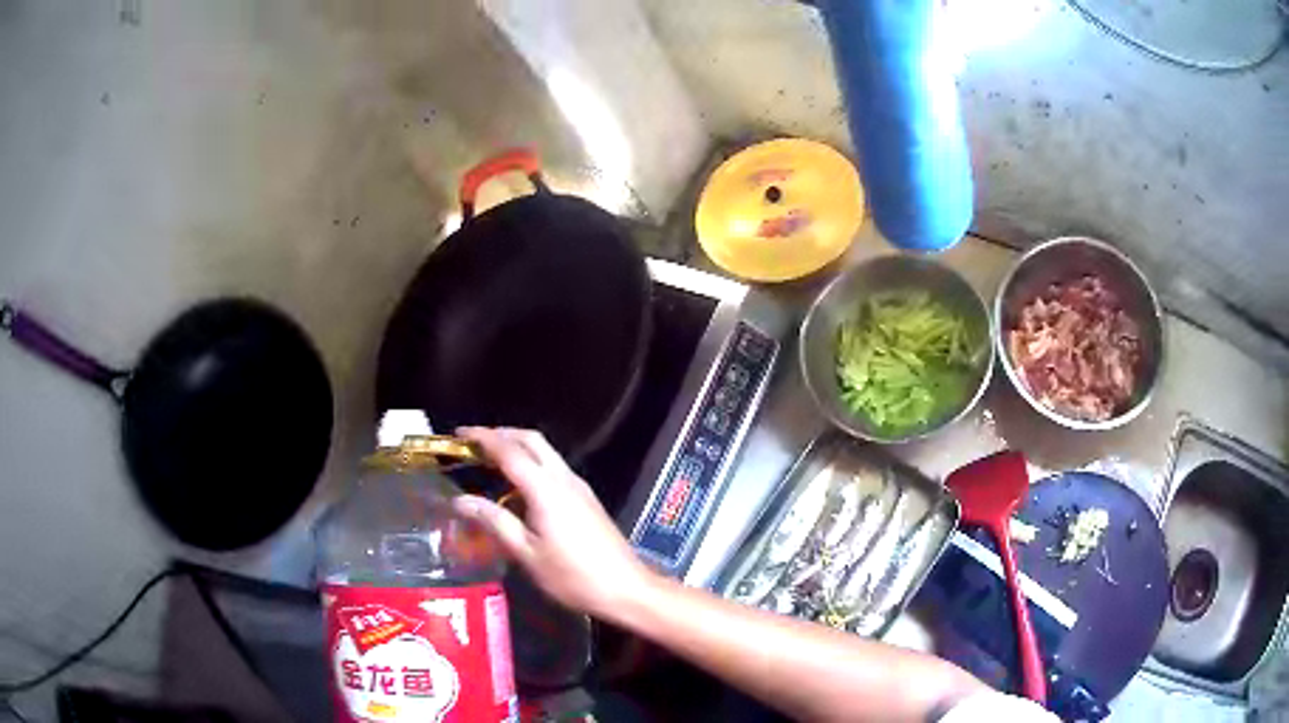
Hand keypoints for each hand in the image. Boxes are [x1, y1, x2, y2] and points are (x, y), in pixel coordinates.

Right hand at [452, 427, 656, 619]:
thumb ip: (494, 522)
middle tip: (473, 444)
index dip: (483, 437)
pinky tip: (517, 486)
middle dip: (502, 435)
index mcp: (546, 488)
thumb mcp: (527, 553)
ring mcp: (579, 487)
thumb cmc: (572, 576)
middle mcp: (564, 478)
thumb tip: (461, 500)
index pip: (509, 450)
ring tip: (489, 461)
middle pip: (531, 441)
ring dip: (517, 448)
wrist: (626, 589)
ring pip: (545, 452)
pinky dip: (531, 463)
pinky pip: (554, 467)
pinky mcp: (587, 499)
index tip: (459, 434)